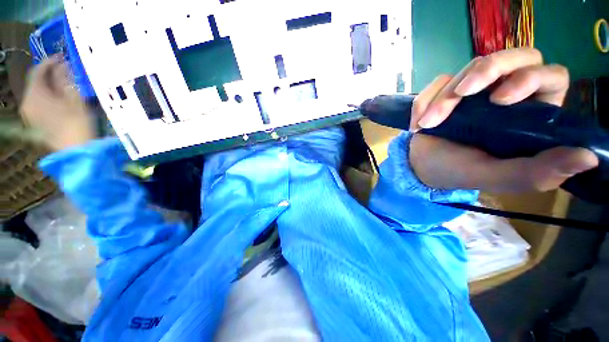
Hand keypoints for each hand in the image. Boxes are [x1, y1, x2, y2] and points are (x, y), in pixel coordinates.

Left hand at [20, 56, 94, 150]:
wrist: (76, 151)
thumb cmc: (77, 125)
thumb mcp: (75, 99)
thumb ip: (67, 80)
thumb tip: (64, 65)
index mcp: (35, 95)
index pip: (38, 70)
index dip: (50, 61)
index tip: (63, 57)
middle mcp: (28, 102)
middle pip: (37, 81)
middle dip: (51, 74)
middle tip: (66, 70)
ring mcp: (30, 114)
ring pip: (38, 92)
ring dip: (51, 85)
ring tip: (66, 85)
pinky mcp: (36, 122)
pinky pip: (39, 102)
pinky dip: (49, 96)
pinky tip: (60, 99)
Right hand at [408, 48, 598, 192]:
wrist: (422, 166)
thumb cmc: (460, 171)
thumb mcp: (498, 176)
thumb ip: (538, 172)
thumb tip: (588, 158)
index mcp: (531, 114)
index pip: (549, 77)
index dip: (530, 78)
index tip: (499, 100)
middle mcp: (508, 93)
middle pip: (512, 57)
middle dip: (486, 71)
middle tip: (462, 93)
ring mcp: (476, 89)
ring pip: (469, 68)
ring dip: (443, 98)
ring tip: (426, 125)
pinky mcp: (448, 89)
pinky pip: (438, 82)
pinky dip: (424, 102)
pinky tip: (418, 125)